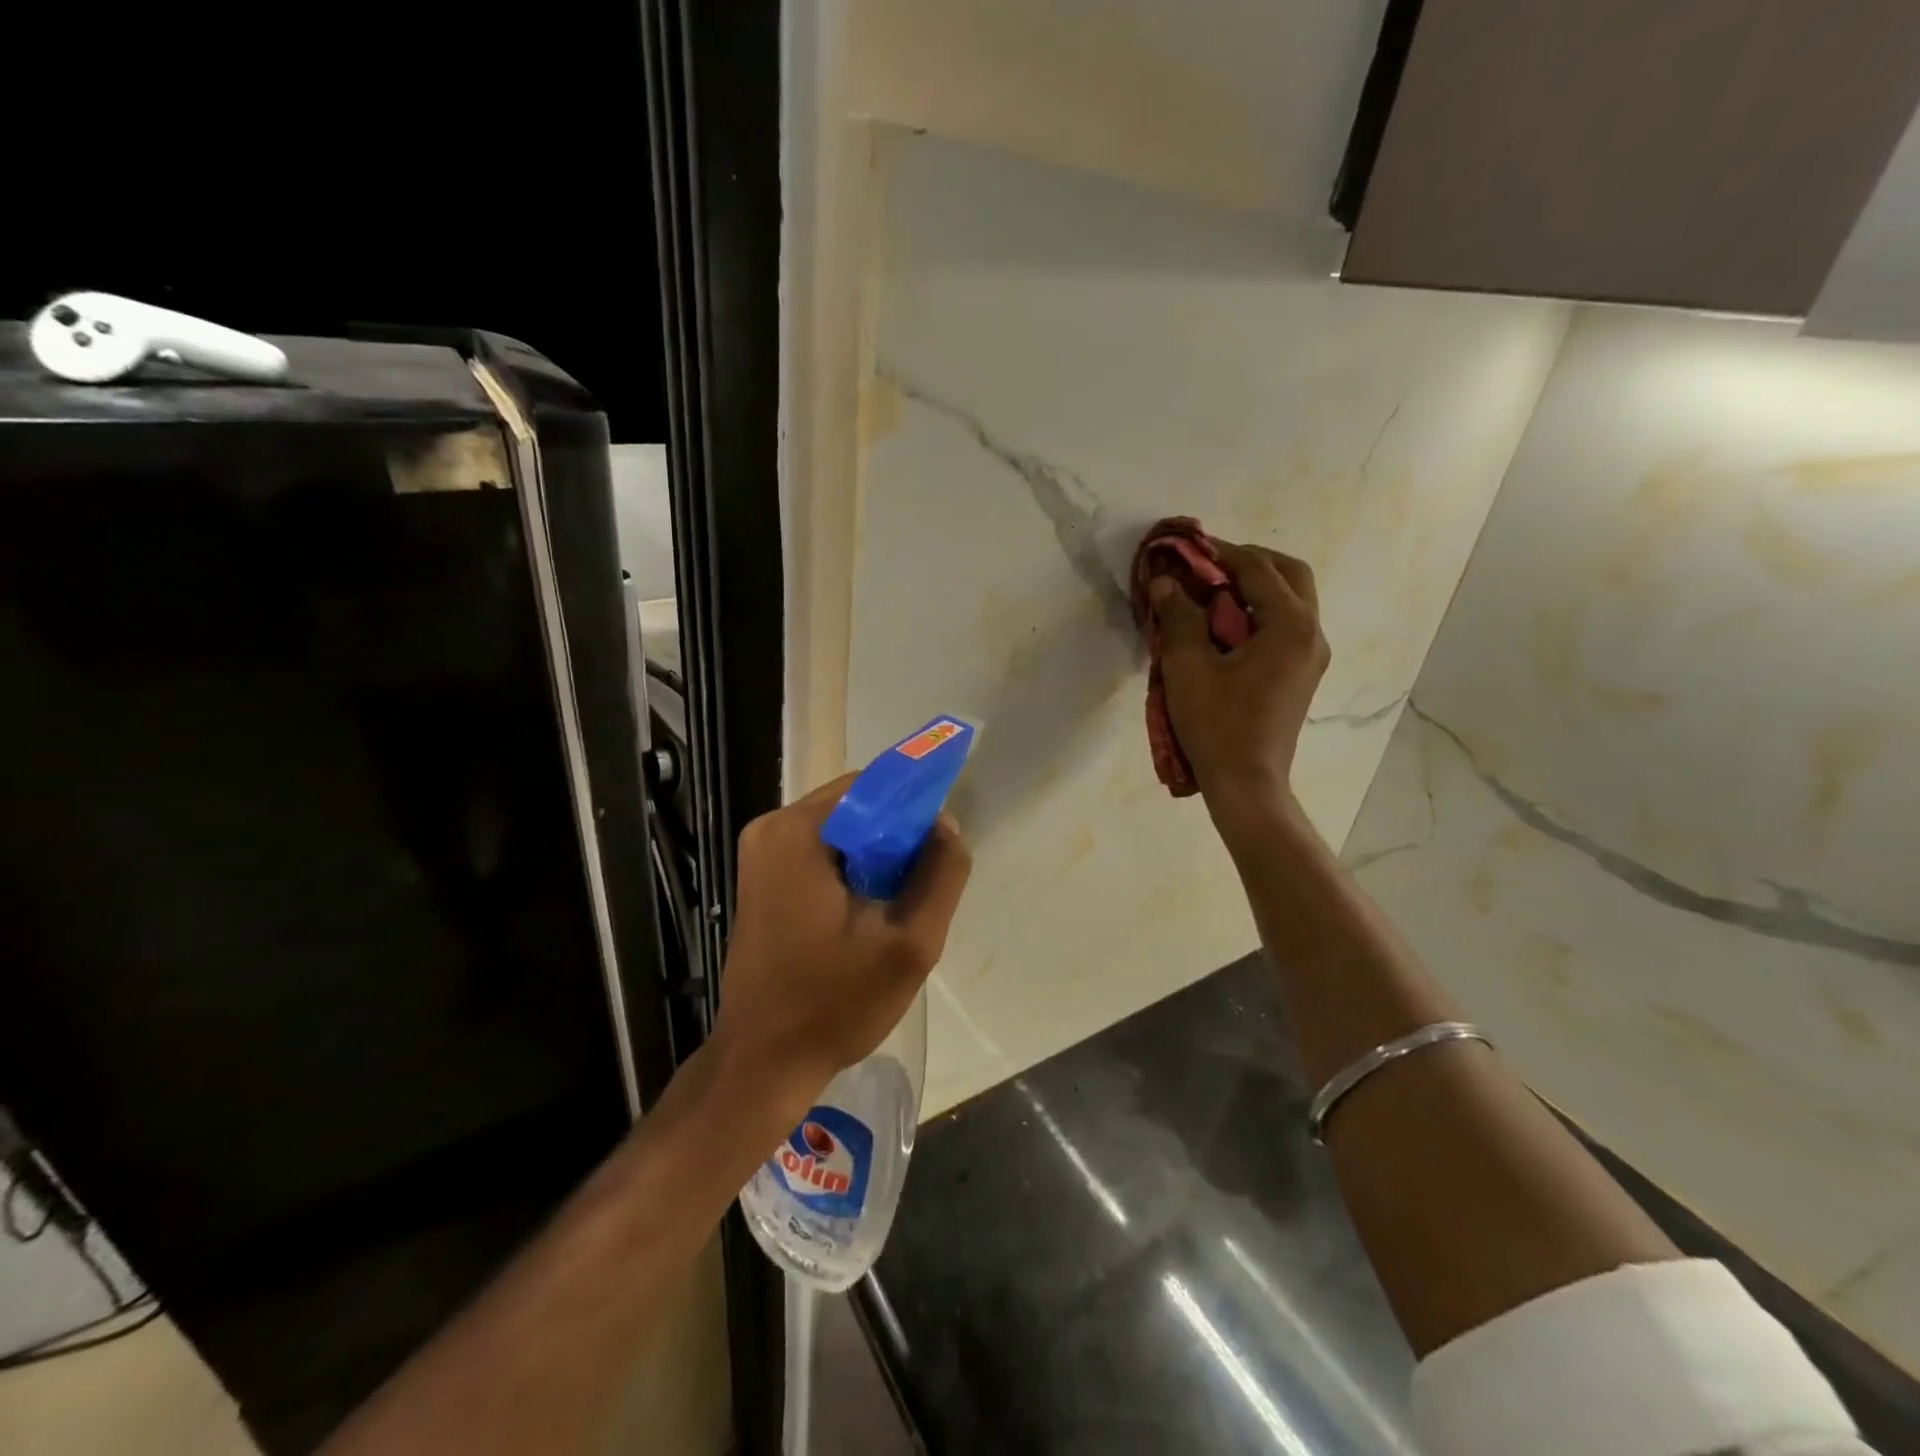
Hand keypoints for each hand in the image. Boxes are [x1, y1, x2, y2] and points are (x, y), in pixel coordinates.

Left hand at [711, 774, 972, 1112]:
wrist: (763, 1063)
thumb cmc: (834, 1004)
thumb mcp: (909, 943)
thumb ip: (940, 874)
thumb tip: (945, 824)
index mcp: (796, 832)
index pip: (872, 786)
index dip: (914, 808)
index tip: (939, 847)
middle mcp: (771, 830)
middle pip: (855, 806)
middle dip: (895, 837)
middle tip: (920, 885)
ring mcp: (761, 855)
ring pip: (841, 831)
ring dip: (876, 856)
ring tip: (896, 905)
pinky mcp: (762, 879)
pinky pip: (821, 853)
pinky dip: (852, 869)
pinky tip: (868, 913)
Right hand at [1150, 542, 1329, 824]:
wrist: (1246, 783)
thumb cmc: (1217, 724)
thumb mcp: (1188, 667)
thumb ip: (1179, 616)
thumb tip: (1165, 581)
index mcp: (1290, 626)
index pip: (1257, 569)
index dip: (1220, 552)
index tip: (1187, 547)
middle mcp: (1311, 633)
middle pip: (1289, 575)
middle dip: (1249, 562)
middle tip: (1208, 565)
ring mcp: (1311, 656)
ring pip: (1291, 600)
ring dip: (1255, 587)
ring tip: (1211, 593)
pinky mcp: (1301, 675)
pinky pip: (1285, 626)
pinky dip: (1259, 613)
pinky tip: (1225, 627)